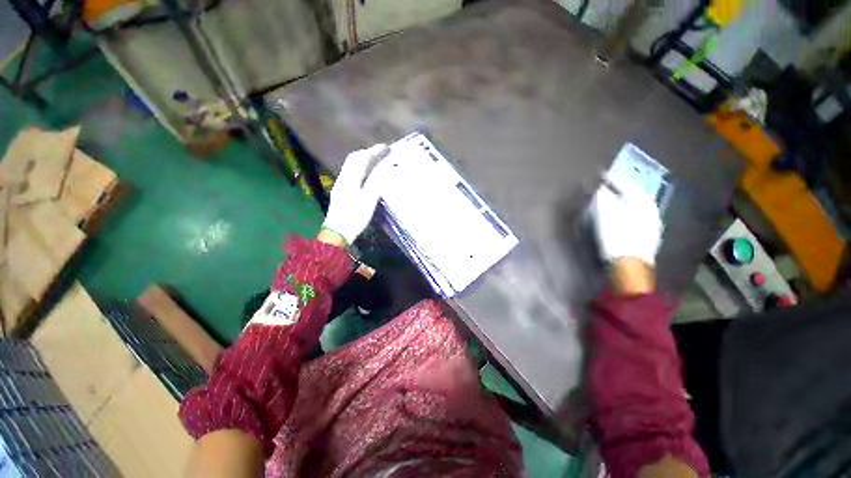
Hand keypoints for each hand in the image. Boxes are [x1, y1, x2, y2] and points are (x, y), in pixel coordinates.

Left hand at [321, 144, 389, 245]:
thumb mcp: (368, 199)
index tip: (386, 147)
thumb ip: (377, 181)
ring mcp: (340, 186)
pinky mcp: (341, 193)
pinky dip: (361, 170)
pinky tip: (367, 177)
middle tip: (381, 153)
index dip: (373, 151)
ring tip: (376, 162)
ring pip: (351, 167)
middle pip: (353, 160)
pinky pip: (351, 175)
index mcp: (349, 179)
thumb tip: (388, 165)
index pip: (360, 159)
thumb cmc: (354, 217)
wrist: (337, 233)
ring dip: (363, 161)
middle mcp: (343, 179)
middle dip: (367, 153)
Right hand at [592, 179, 662, 265]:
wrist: (630, 265)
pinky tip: (620, 215)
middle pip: (634, 193)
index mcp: (642, 201)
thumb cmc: (617, 237)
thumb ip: (603, 198)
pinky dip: (627, 211)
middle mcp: (651, 209)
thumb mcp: (605, 214)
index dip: (611, 179)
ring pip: (636, 205)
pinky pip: (636, 215)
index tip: (600, 174)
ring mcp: (652, 223)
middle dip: (620, 188)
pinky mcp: (648, 234)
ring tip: (611, 199)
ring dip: (623, 200)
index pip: (625, 184)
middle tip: (607, 185)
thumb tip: (602, 189)